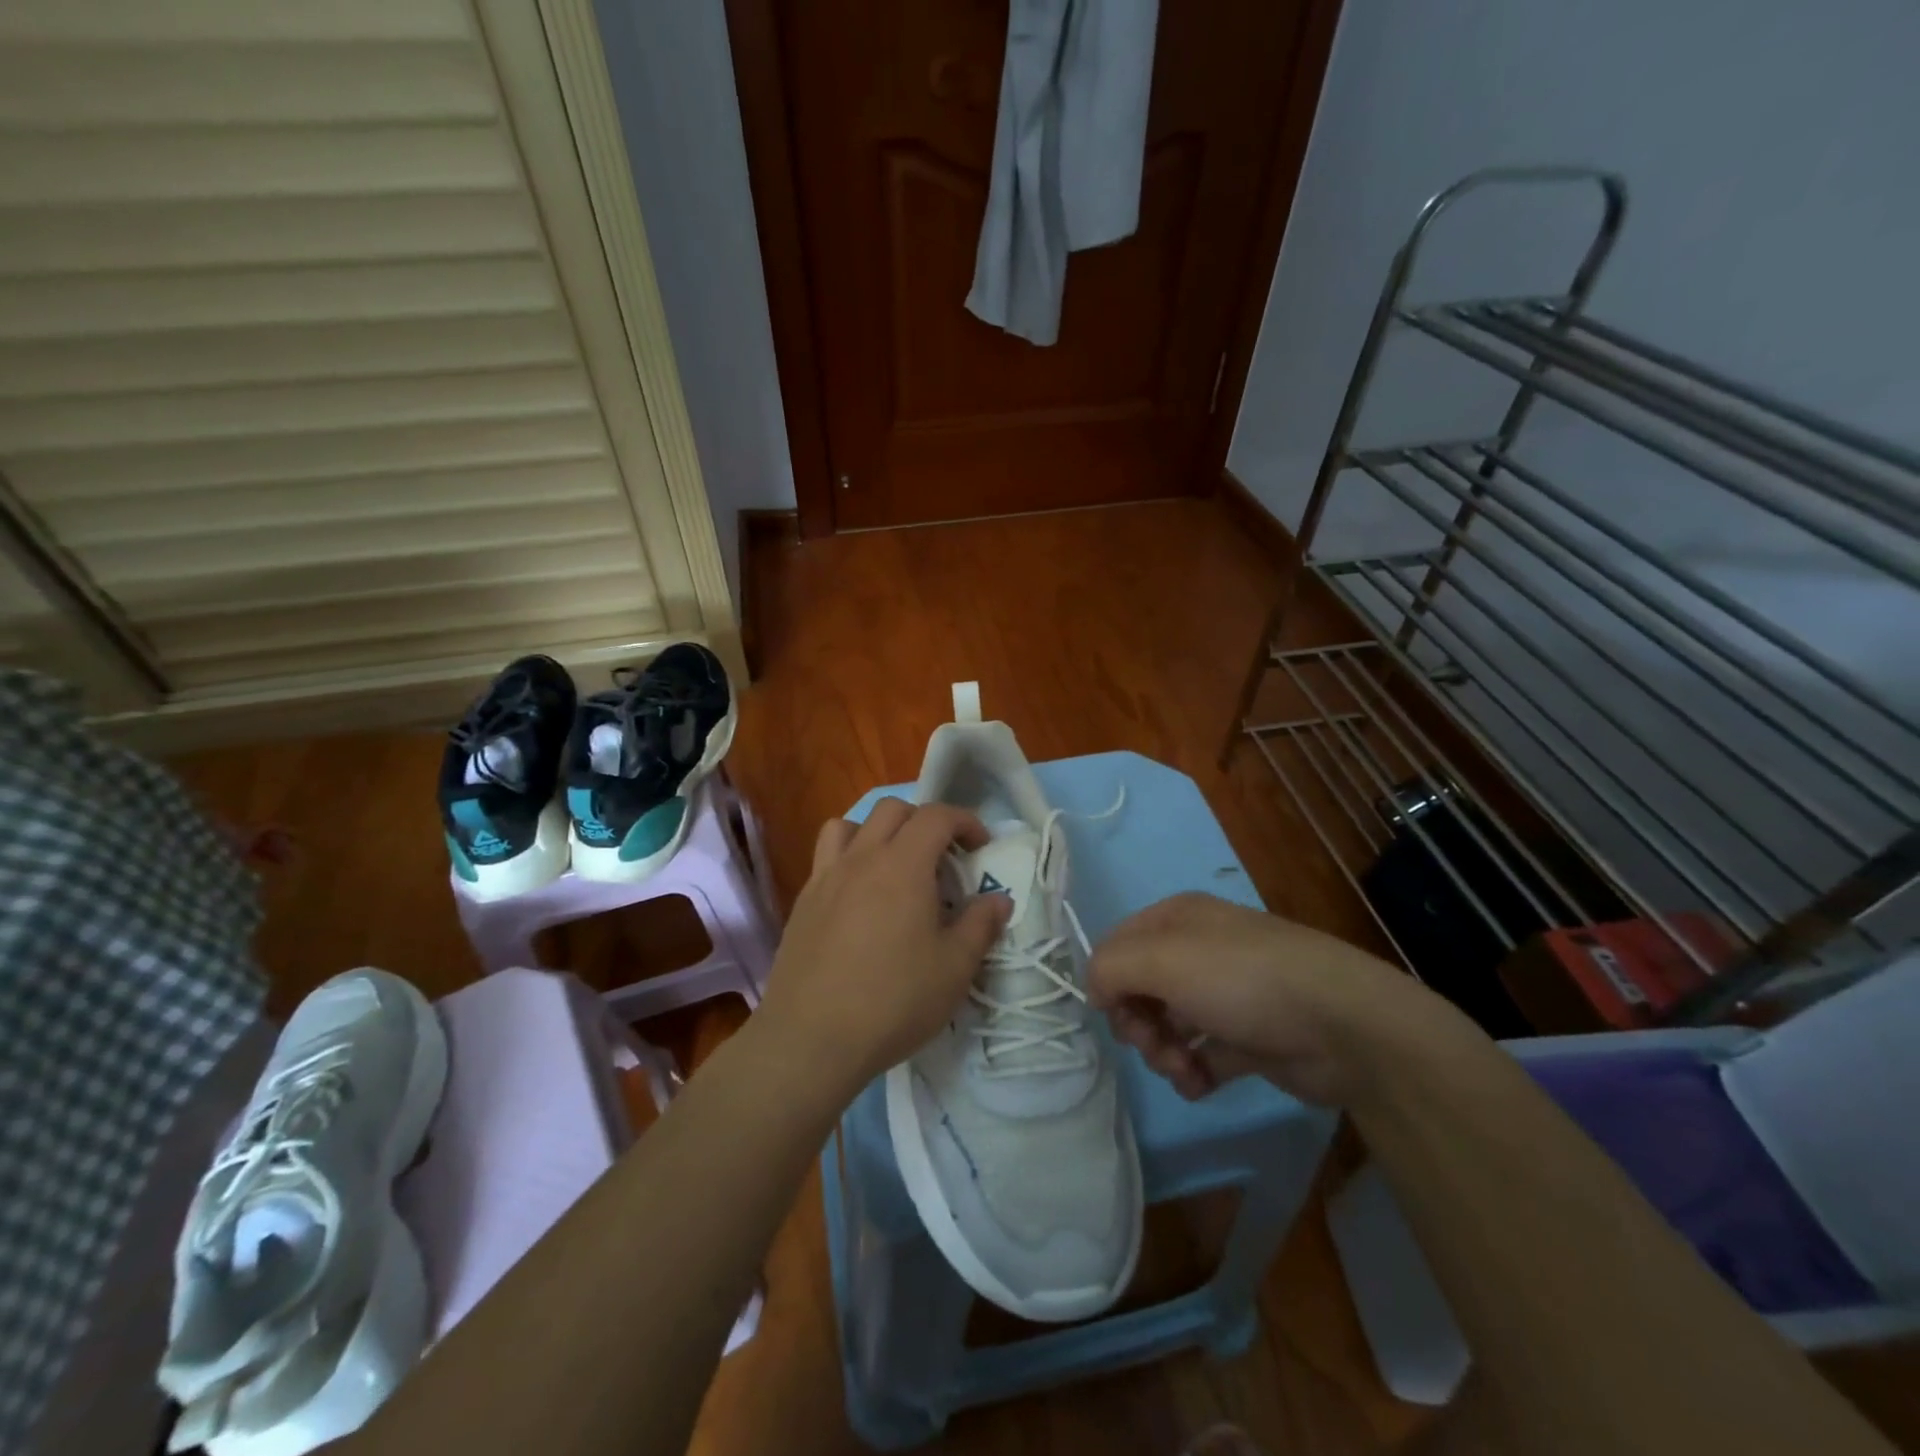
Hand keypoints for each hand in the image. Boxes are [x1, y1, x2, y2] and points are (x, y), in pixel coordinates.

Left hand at [755, 798, 1011, 1098]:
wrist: (811, 1039)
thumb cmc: (893, 1001)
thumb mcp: (954, 969)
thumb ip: (981, 925)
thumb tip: (999, 899)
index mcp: (903, 865)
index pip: (936, 816)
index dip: (965, 821)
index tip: (981, 846)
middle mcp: (861, 858)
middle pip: (892, 810)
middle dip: (924, 821)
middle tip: (943, 857)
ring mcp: (826, 877)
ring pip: (850, 824)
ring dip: (878, 831)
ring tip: (895, 865)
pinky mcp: (803, 901)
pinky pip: (826, 856)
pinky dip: (849, 856)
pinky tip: (860, 896)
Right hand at [1087, 892, 1442, 1105]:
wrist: (1342, 1025)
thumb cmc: (1241, 979)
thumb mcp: (1161, 960)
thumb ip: (1110, 969)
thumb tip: (1096, 993)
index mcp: (1177, 919)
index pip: (1117, 945)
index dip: (1107, 981)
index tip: (1113, 1015)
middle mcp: (1199, 950)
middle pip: (1141, 988)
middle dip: (1137, 1023)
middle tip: (1153, 1044)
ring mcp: (1227, 994)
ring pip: (1169, 1025)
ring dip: (1164, 1052)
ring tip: (1183, 1069)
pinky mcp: (1250, 1037)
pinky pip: (1203, 1054)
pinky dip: (1194, 1071)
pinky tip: (1200, 1083)